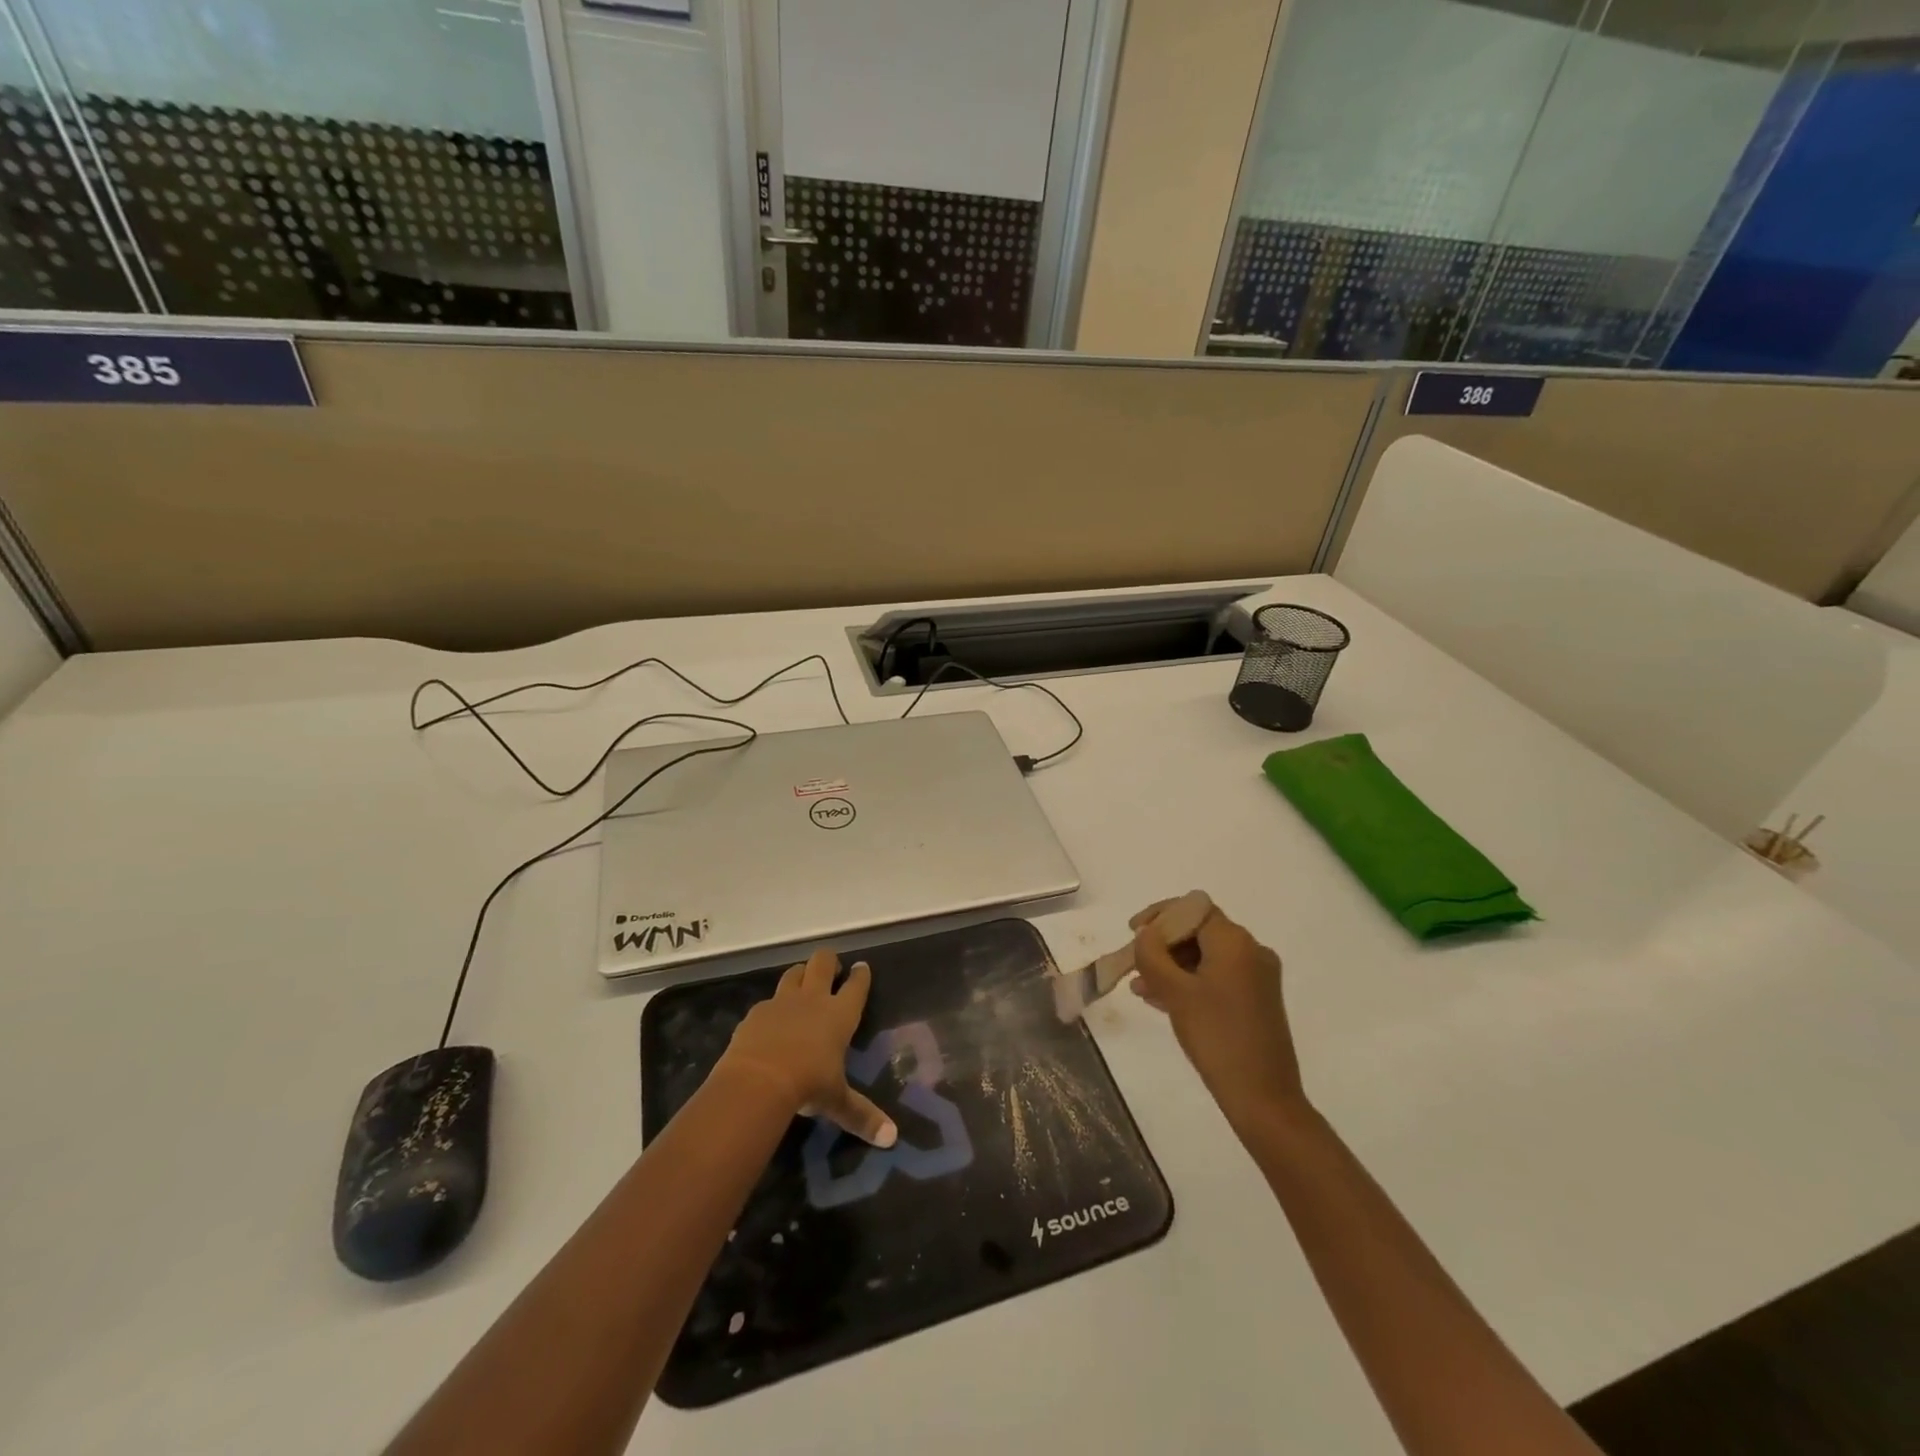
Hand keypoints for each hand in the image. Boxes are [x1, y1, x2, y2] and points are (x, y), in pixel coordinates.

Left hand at [716, 949, 897, 1147]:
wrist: (757, 1080)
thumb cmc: (808, 1084)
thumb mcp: (837, 1102)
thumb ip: (862, 1116)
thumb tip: (892, 1138)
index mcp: (840, 1015)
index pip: (856, 986)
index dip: (860, 975)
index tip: (862, 967)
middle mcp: (813, 1000)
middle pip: (822, 963)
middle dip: (829, 962)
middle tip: (831, 970)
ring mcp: (782, 1002)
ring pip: (794, 973)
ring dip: (800, 975)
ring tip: (803, 984)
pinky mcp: (756, 1012)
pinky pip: (767, 1001)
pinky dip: (772, 1008)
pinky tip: (770, 1021)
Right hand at [1130, 902, 1306, 1124]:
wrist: (1263, 1098)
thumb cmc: (1216, 1037)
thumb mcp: (1175, 992)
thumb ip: (1152, 954)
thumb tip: (1145, 934)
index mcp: (1235, 942)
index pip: (1192, 908)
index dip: (1159, 915)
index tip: (1133, 933)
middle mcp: (1252, 951)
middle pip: (1198, 931)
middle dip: (1163, 944)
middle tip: (1134, 964)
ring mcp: (1257, 976)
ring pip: (1205, 956)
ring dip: (1172, 966)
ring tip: (1141, 987)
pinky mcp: (1257, 1000)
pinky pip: (1217, 976)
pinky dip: (1190, 981)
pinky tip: (1161, 1000)